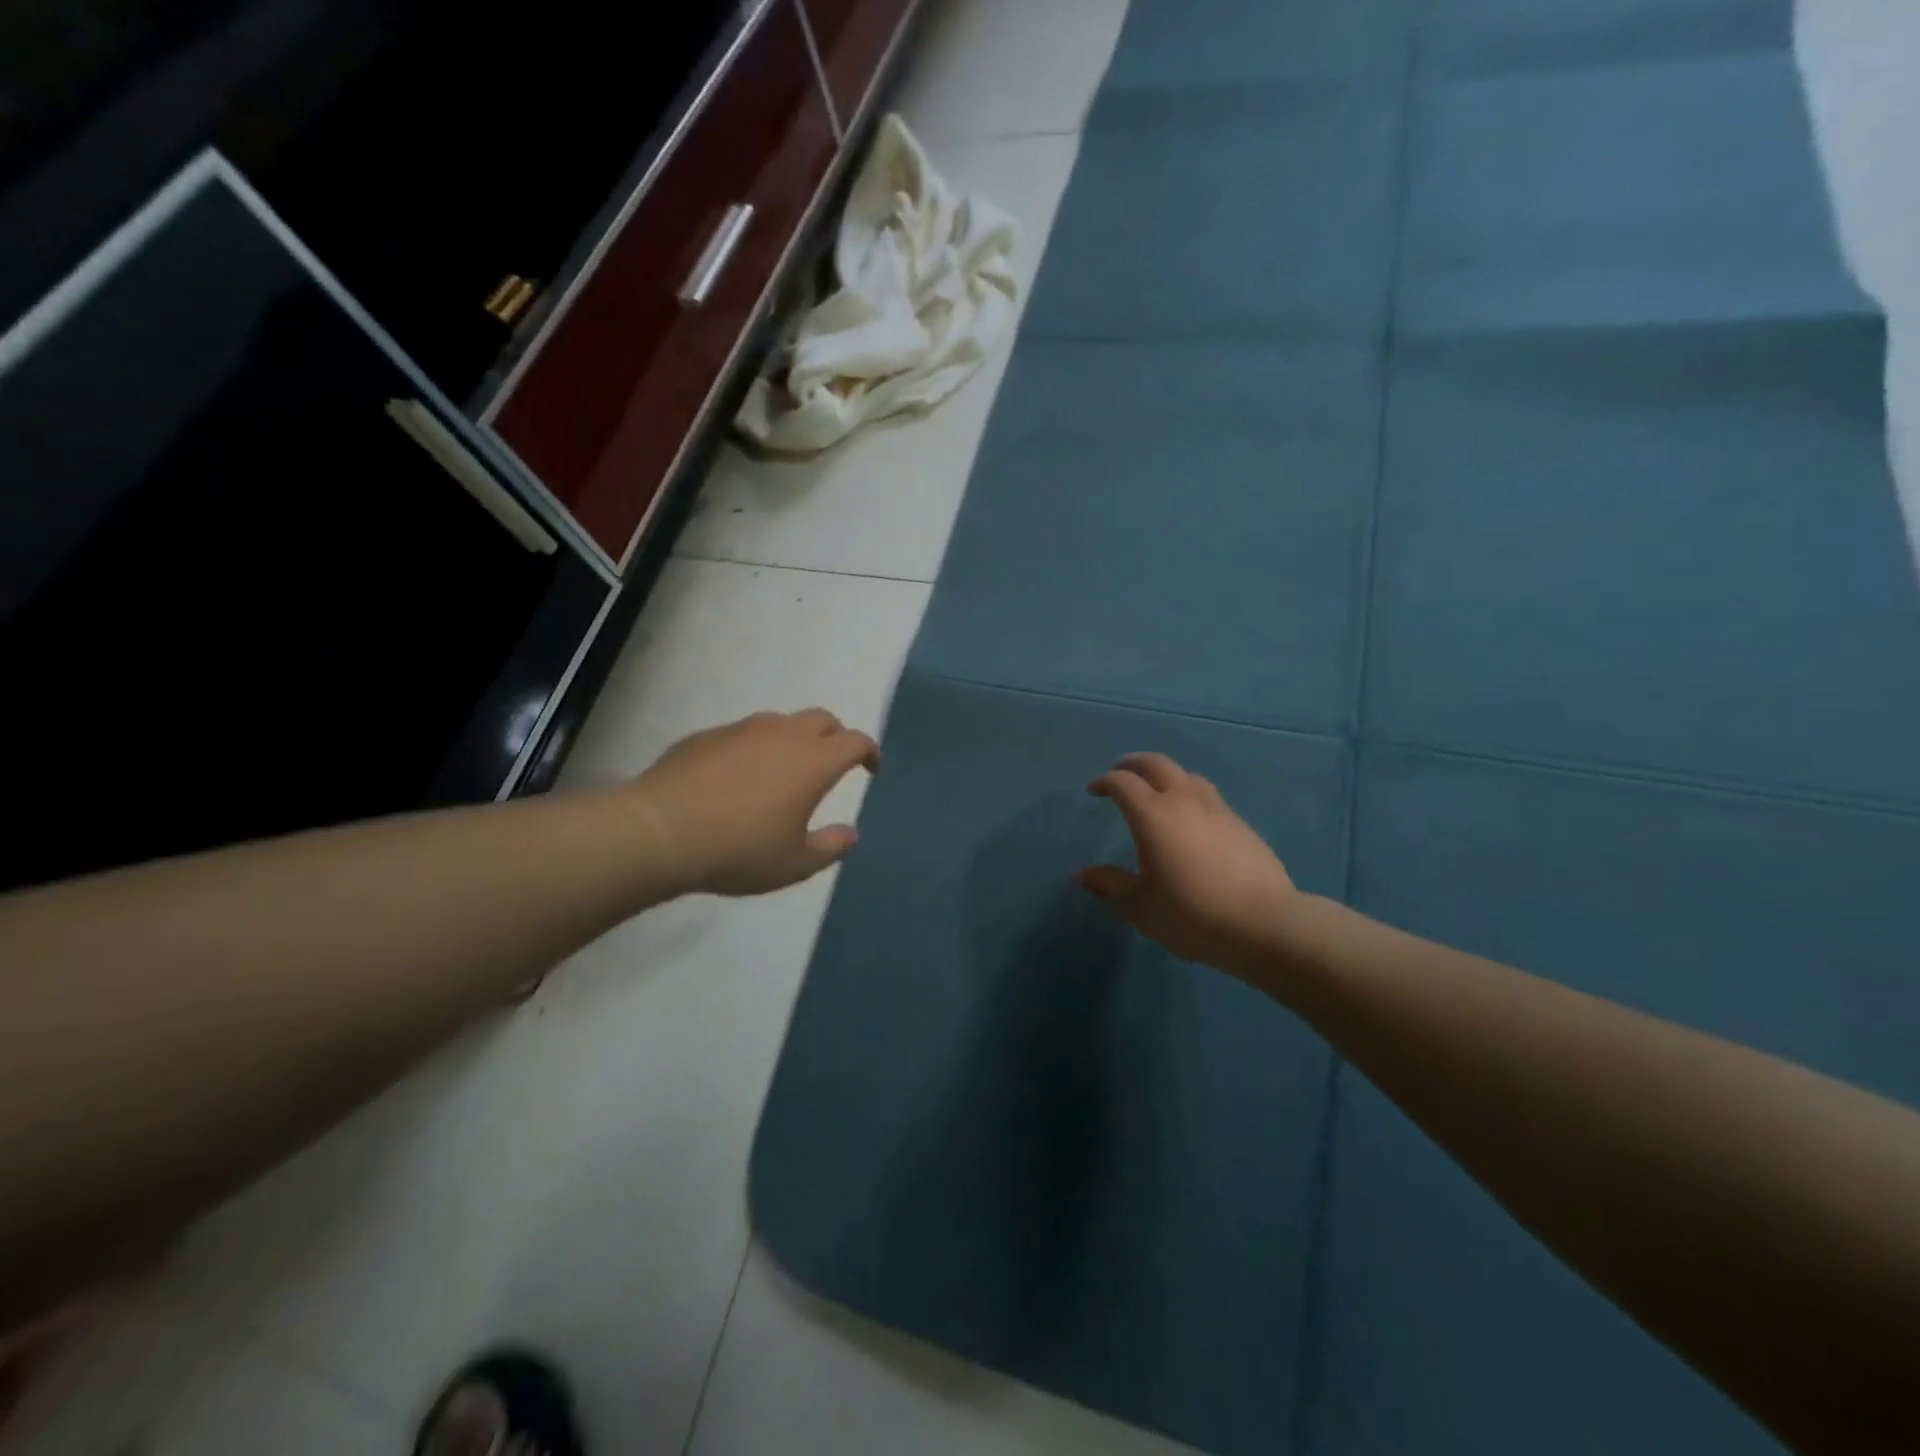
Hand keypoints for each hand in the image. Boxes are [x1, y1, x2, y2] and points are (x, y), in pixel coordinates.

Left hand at [632, 710, 880, 896]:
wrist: (660, 831)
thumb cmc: (739, 851)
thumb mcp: (794, 864)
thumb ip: (830, 847)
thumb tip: (850, 833)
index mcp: (813, 761)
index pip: (855, 740)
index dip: (869, 752)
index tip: (870, 768)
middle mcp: (783, 734)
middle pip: (822, 719)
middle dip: (835, 736)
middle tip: (832, 764)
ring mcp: (742, 730)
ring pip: (781, 722)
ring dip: (794, 740)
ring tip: (783, 772)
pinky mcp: (707, 735)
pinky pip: (744, 734)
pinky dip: (755, 748)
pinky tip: (738, 778)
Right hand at [1079, 753, 1301, 982]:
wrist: (1264, 924)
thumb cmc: (1192, 915)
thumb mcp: (1141, 907)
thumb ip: (1110, 886)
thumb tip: (1082, 874)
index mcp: (1153, 815)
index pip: (1123, 783)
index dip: (1105, 782)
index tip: (1094, 791)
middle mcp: (1184, 801)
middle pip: (1156, 764)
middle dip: (1133, 764)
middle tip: (1120, 773)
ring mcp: (1217, 810)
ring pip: (1187, 775)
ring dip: (1165, 776)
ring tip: (1157, 792)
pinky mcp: (1241, 824)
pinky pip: (1208, 796)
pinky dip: (1190, 795)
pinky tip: (1191, 820)